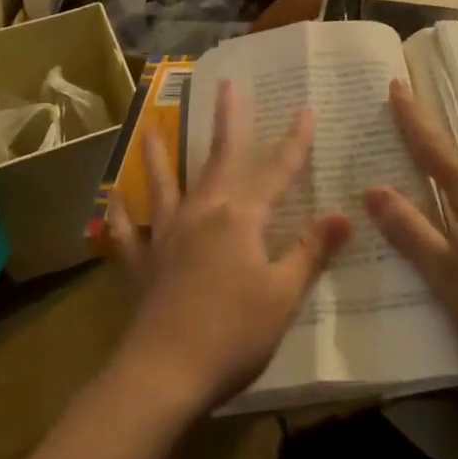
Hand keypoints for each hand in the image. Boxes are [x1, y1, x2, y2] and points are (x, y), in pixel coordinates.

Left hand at [100, 80, 351, 415]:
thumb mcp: (283, 294)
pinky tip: (112, 199)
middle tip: (227, 85)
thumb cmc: (233, 334)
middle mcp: (202, 213)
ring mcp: (166, 236)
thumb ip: (311, 250)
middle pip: (219, 158)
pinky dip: (120, 214)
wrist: (164, 374)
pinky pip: (128, 232)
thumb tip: (345, 214)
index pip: (276, 170)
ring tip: (150, 128)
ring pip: (164, 184)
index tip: (306, 110)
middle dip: (228, 120)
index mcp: (240, 217)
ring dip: (159, 155)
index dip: (294, 142)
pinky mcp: (143, 264)